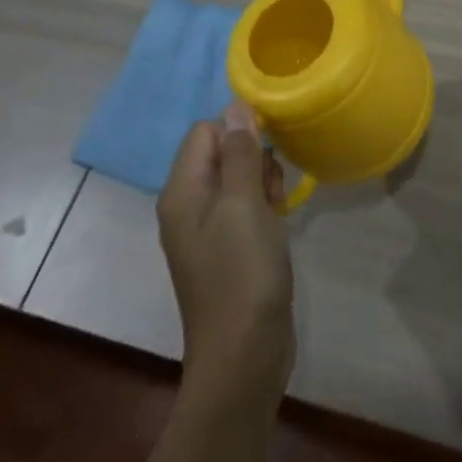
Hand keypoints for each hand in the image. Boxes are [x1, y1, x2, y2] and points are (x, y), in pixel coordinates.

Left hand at [157, 103, 295, 403]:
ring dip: (263, 184)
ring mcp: (207, 230)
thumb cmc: (242, 274)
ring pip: (239, 179)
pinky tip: (278, 225)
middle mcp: (188, 206)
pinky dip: (264, 208)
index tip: (265, 153)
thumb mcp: (244, 205)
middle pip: (223, 153)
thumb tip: (235, 106)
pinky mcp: (227, 249)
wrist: (244, 356)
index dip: (238, 131)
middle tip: (270, 190)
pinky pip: (245, 208)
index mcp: (182, 191)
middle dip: (254, 160)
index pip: (206, 131)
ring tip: (277, 210)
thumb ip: (240, 153)